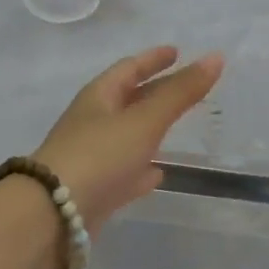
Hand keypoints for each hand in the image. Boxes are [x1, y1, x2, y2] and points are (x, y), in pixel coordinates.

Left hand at [32, 47, 224, 236]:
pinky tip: (158, 174)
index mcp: (99, 96)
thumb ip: (181, 92)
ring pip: (127, 135)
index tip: (177, 52)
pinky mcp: (94, 191)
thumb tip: (216, 57)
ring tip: (176, 127)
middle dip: (155, 91)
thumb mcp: (145, 120)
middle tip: (186, 87)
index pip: (130, 68)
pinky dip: (142, 168)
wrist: (52, 217)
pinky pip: (123, 171)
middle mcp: (93, 121)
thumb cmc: (99, 155)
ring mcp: (91, 156)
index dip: (154, 59)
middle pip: (129, 99)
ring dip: (150, 129)